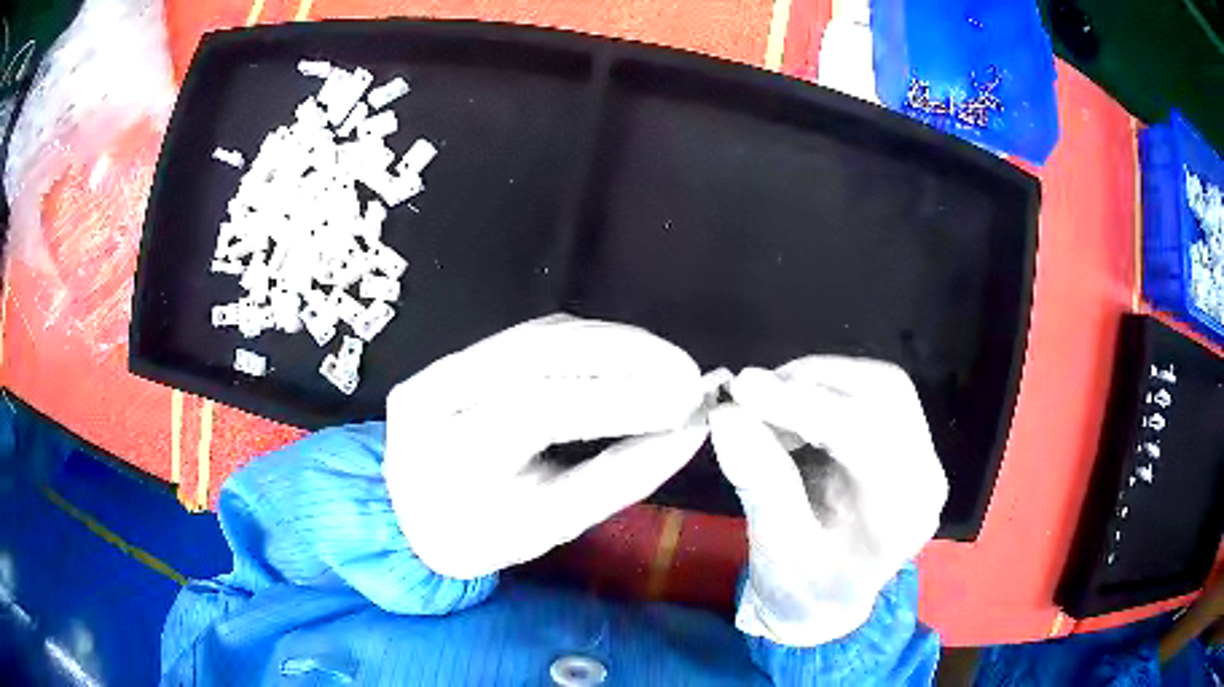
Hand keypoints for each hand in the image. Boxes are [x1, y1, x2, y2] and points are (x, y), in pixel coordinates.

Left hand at [383, 315, 717, 579]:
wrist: (414, 516)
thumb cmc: (484, 535)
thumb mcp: (552, 524)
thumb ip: (621, 475)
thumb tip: (690, 429)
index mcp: (447, 459)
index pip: (535, 411)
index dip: (617, 398)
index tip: (686, 400)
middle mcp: (432, 397)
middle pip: (534, 354)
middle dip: (624, 356)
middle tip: (687, 372)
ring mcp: (437, 368)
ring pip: (536, 335)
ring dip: (613, 343)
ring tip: (669, 363)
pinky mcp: (454, 354)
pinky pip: (531, 335)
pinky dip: (589, 341)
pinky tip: (628, 355)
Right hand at [709, 356, 947, 646]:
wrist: (827, 604)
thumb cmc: (802, 588)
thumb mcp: (775, 546)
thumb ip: (759, 479)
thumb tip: (728, 412)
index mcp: (900, 515)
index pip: (864, 435)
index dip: (802, 404)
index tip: (742, 387)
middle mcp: (926, 476)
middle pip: (884, 394)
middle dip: (812, 382)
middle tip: (752, 391)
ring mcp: (924, 456)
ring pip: (881, 384)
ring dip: (819, 381)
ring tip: (769, 402)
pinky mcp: (910, 443)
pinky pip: (874, 394)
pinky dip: (828, 390)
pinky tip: (794, 410)